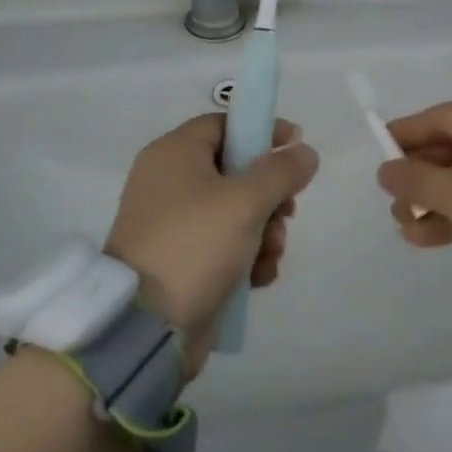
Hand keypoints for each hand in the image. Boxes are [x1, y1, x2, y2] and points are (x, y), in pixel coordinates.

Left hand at [105, 114, 318, 374]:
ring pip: (236, 211)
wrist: (146, 327)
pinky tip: (258, 276)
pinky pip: (225, 245)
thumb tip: (304, 152)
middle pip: (235, 170)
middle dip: (270, 194)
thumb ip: (281, 171)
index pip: (224, 124)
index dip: (262, 131)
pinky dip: (247, 256)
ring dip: (265, 230)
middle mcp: (170, 182)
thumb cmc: (194, 245)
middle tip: (287, 212)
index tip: (295, 148)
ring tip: (270, 252)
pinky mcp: (182, 260)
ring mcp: (174, 224)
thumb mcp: (245, 201)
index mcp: (174, 154)